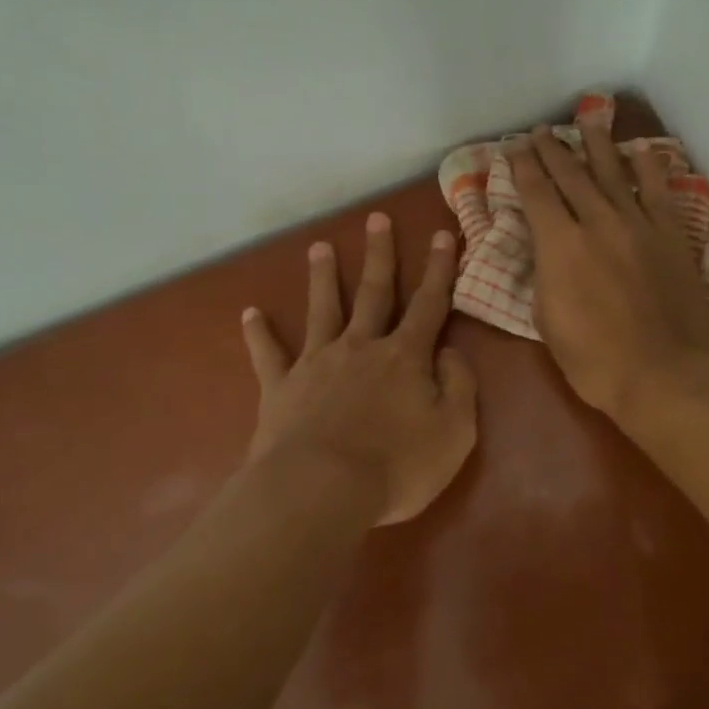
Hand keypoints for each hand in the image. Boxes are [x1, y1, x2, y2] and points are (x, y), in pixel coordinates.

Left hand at [241, 213, 477, 526]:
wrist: (322, 490)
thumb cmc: (397, 467)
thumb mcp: (455, 432)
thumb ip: (459, 386)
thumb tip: (449, 352)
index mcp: (405, 357)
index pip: (429, 304)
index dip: (439, 270)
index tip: (443, 235)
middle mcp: (361, 347)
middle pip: (373, 292)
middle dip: (379, 255)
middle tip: (377, 219)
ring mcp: (317, 363)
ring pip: (322, 310)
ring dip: (323, 277)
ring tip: (319, 247)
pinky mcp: (281, 388)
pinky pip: (268, 354)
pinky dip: (258, 333)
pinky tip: (249, 313)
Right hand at [510, 123, 708, 421]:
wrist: (663, 373)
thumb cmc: (594, 359)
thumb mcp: (547, 320)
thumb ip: (544, 274)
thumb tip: (546, 250)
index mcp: (559, 245)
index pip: (535, 193)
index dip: (522, 167)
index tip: (514, 148)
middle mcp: (597, 222)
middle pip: (570, 174)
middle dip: (552, 149)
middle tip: (541, 131)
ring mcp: (638, 224)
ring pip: (612, 173)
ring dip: (596, 145)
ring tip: (587, 121)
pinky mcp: (670, 235)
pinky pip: (657, 191)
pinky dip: (648, 167)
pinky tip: (640, 151)